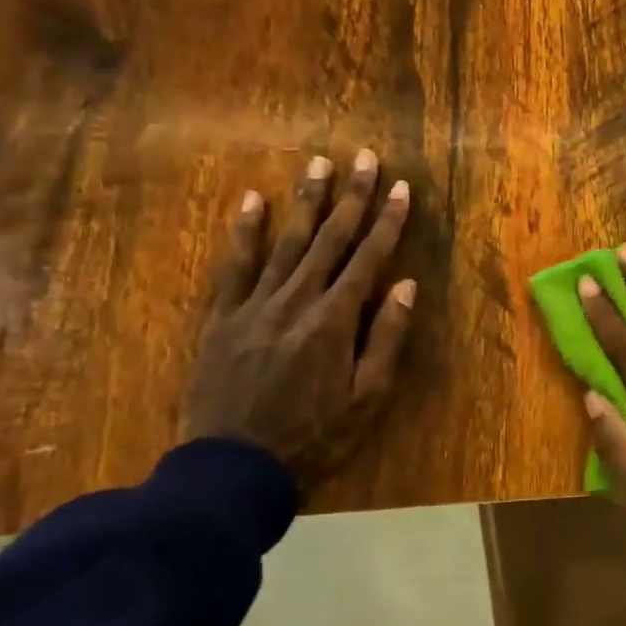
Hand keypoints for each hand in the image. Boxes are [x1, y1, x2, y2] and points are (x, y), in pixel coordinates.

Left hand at [180, 152, 414, 490]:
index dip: (387, 221)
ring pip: (285, 242)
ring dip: (305, 200)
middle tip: (364, 156)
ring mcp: (253, 305)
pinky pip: (233, 265)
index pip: (368, 258)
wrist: (231, 469)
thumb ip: (386, 338)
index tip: (400, 188)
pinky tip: (251, 200)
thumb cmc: (312, 437)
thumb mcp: (366, 398)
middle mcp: (295, 300)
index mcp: (334, 320)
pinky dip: (243, 231)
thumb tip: (405, 285)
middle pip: (329, 238)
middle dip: (351, 195)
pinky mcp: (221, 317)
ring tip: (318, 163)